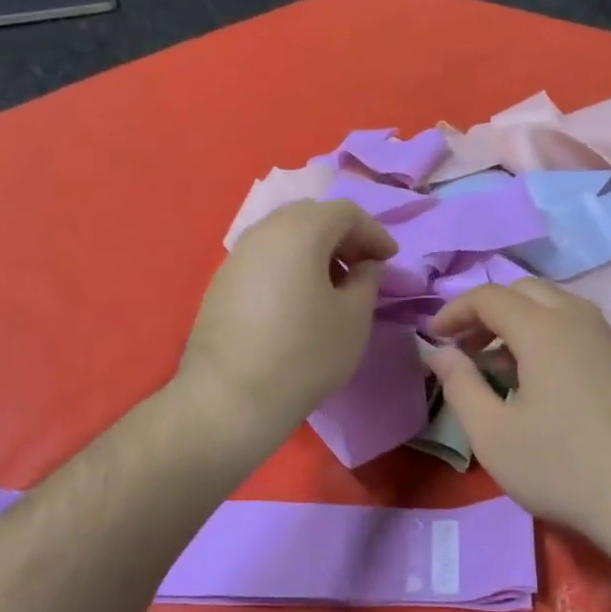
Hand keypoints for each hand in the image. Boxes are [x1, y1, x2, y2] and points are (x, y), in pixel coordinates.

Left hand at [177, 199, 397, 445]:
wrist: (230, 399)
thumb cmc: (304, 354)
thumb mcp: (353, 318)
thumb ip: (367, 280)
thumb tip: (367, 266)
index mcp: (300, 231)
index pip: (345, 212)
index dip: (374, 232)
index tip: (389, 260)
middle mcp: (264, 232)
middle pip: (311, 216)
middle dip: (343, 236)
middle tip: (362, 267)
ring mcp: (236, 255)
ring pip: (284, 234)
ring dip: (315, 250)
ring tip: (333, 286)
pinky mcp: (221, 281)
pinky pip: (264, 257)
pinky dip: (290, 264)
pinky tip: (299, 300)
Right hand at [423, 282, 610, 549]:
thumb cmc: (564, 469)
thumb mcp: (494, 436)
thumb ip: (460, 386)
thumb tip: (439, 352)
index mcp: (544, 329)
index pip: (490, 296)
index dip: (455, 311)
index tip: (435, 337)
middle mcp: (581, 320)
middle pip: (527, 291)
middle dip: (490, 311)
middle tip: (468, 347)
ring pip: (560, 307)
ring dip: (524, 322)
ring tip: (506, 365)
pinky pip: (585, 331)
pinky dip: (555, 338)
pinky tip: (552, 383)